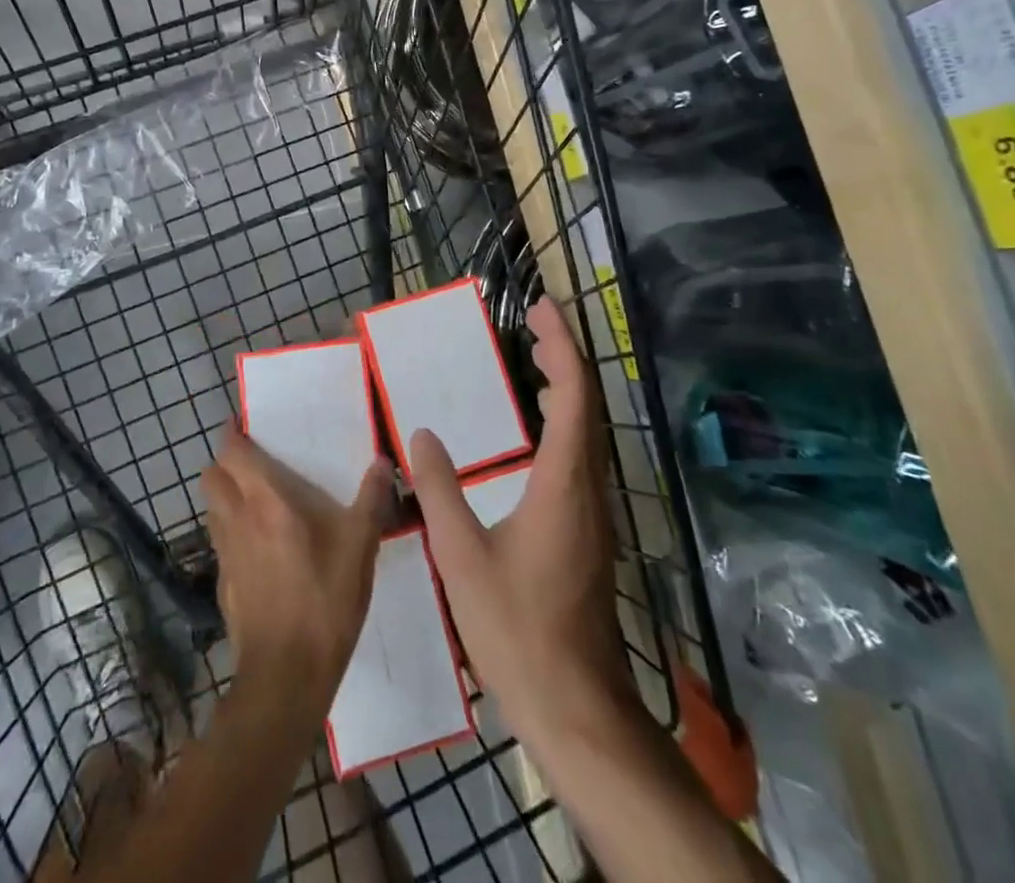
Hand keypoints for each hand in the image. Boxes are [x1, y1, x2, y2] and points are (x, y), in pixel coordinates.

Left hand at [204, 430, 392, 704]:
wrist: (286, 677)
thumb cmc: (324, 600)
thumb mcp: (360, 547)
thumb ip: (372, 500)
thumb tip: (383, 463)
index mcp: (265, 500)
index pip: (231, 452)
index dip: (231, 433)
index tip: (244, 423)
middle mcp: (236, 519)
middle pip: (211, 476)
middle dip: (225, 463)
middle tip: (254, 462)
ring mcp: (225, 554)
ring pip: (212, 509)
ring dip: (225, 495)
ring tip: (257, 499)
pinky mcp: (223, 585)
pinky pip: (221, 542)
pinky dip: (232, 532)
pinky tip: (260, 548)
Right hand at [410, 298, 630, 745]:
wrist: (577, 707)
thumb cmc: (517, 629)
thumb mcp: (462, 555)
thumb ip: (439, 490)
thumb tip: (420, 435)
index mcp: (563, 483)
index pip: (573, 395)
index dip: (561, 345)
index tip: (541, 309)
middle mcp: (588, 488)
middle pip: (587, 404)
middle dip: (564, 356)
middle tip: (533, 324)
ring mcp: (593, 512)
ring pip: (588, 431)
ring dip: (566, 388)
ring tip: (535, 362)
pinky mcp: (588, 531)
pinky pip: (580, 455)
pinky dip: (563, 422)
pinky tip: (535, 433)